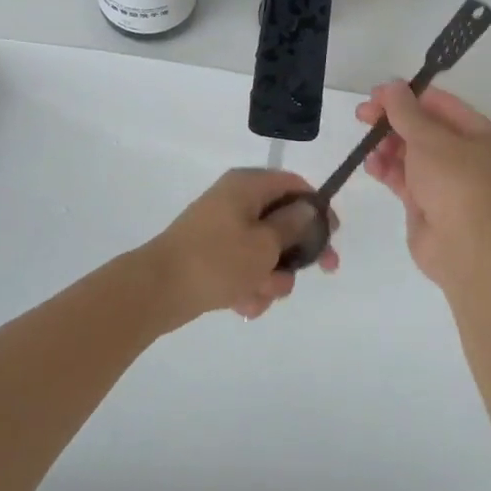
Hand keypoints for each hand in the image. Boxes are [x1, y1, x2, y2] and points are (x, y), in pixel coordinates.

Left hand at [144, 168, 339, 327]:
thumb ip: (293, 226)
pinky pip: (243, 267)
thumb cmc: (217, 260)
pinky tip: (243, 305)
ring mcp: (222, 229)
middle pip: (282, 221)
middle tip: (321, 272)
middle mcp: (236, 201)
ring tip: (259, 295)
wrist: (157, 290)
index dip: (317, 208)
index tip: (333, 234)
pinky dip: (248, 286)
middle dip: (297, 252)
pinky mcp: (212, 256)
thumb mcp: (265, 244)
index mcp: (248, 186)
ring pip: (264, 251)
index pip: (293, 185)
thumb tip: (308, 208)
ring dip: (271, 276)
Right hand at [356, 82, 490, 287]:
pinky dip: (387, 170)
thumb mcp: (429, 139)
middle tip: (362, 115)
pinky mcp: (427, 204)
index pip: (439, 104)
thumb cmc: (455, 183)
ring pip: (411, 154)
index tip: (376, 95)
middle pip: (423, 128)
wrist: (467, 249)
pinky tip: (371, 165)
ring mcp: (446, 181)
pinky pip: (404, 179)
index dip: (407, 96)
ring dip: (387, 146)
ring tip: (367, 144)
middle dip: (393, 121)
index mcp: (478, 134)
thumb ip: (405, 111)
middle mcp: (465, 155)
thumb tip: (391, 86)